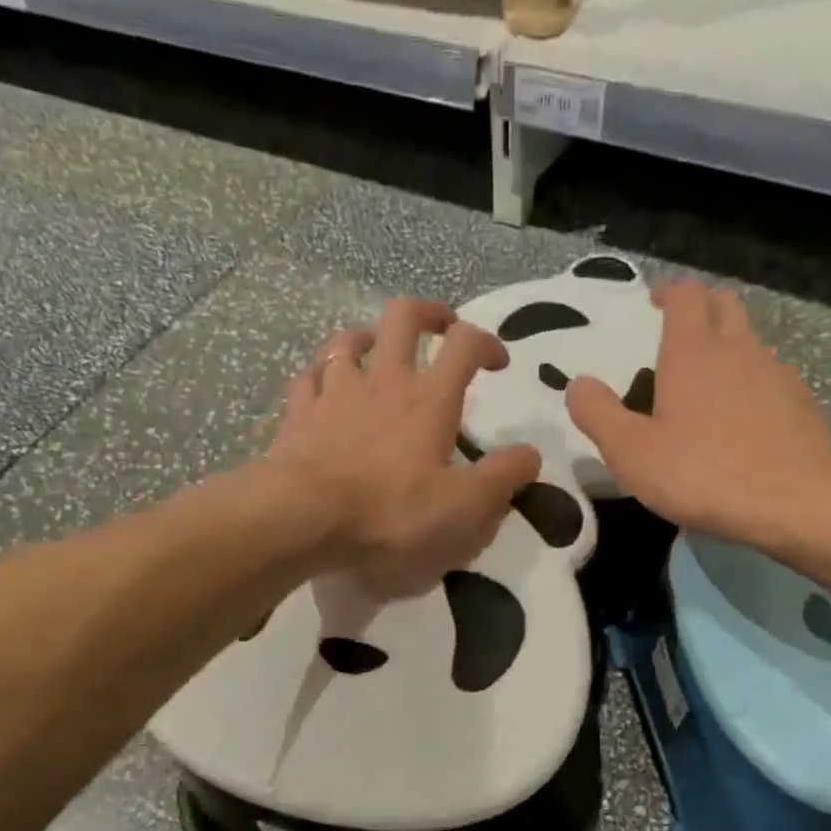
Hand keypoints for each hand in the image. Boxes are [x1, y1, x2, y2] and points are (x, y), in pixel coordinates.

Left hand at [266, 300, 541, 597]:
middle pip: (404, 316)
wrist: (304, 517)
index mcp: (429, 399)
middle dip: (429, 314)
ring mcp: (335, 390)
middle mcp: (383, 380)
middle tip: (441, 328)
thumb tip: (530, 454)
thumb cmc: (391, 512)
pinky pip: (310, 374)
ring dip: (370, 338)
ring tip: (378, 352)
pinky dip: (323, 373)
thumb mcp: (463, 507)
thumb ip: (503, 478)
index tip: (497, 362)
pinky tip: (326, 384)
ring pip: (350, 338)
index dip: (486, 342)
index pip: (465, 344)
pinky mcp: (299, 411)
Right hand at [566, 279, 830, 546]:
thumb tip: (578, 384)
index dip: (668, 292)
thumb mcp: (631, 452)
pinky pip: (771, 376)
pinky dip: (751, 382)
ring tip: (706, 382)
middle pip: (723, 304)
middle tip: (676, 335)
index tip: (652, 305)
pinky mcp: (799, 403)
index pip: (685, 295)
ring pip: (750, 340)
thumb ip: (598, 414)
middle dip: (699, 309)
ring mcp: (776, 374)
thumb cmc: (703, 474)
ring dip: (727, 346)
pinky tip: (741, 419)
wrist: (795, 503)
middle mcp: (738, 349)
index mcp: (693, 352)